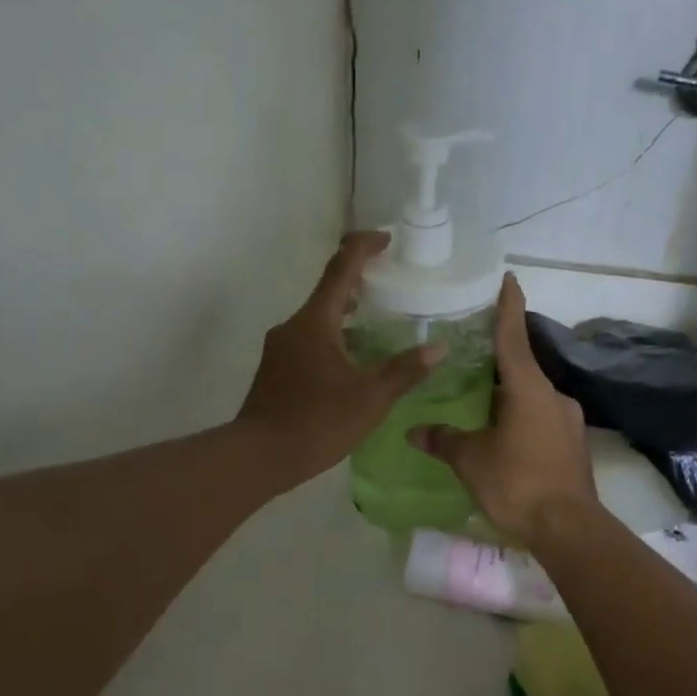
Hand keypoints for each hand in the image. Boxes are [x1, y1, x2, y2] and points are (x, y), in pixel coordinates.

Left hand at [237, 231, 439, 487]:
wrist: (259, 456)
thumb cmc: (317, 422)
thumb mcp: (370, 399)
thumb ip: (404, 371)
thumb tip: (437, 348)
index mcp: (315, 322)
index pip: (341, 268)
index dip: (364, 247)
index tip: (386, 239)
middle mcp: (293, 326)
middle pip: (328, 293)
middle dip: (357, 284)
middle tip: (388, 286)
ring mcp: (279, 349)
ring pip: (317, 321)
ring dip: (345, 316)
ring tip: (374, 326)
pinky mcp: (274, 371)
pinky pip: (307, 342)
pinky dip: (331, 340)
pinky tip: (349, 364)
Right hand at [408, 273, 598, 547]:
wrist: (569, 528)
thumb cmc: (517, 482)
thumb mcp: (471, 460)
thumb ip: (443, 440)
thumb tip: (413, 431)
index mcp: (528, 389)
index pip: (513, 336)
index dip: (508, 307)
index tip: (508, 278)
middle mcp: (552, 396)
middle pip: (521, 367)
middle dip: (498, 361)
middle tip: (470, 356)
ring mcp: (567, 421)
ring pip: (531, 396)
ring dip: (508, 395)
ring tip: (480, 403)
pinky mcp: (572, 444)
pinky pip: (541, 419)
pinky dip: (520, 418)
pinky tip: (503, 436)